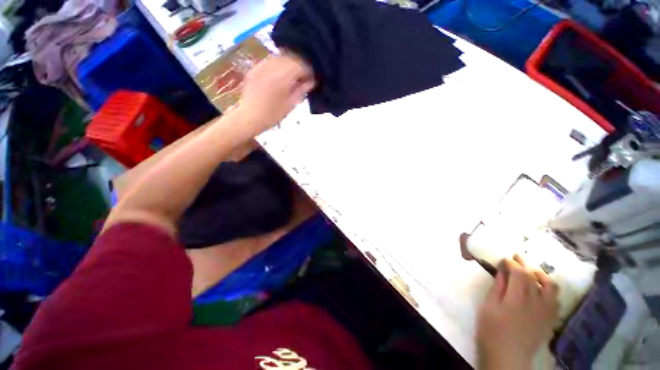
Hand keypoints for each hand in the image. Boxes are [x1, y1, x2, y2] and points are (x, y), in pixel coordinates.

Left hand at [236, 53, 314, 134]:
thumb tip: (311, 82)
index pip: (300, 66)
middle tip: (303, 77)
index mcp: (282, 78)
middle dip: (300, 65)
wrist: (249, 117)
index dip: (308, 71)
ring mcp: (261, 66)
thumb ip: (301, 90)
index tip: (312, 79)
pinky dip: (278, 64)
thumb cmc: (272, 115)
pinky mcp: (254, 68)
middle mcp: (271, 67)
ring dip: (289, 64)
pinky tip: (280, 74)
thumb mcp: (290, 105)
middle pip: (291, 58)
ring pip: (280, 57)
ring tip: (292, 75)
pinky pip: (269, 60)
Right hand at [476, 255, 558, 369]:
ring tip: (532, 271)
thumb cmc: (491, 330)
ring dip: (541, 275)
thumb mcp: (488, 306)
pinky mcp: (550, 319)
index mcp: (516, 299)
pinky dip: (550, 289)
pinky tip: (542, 288)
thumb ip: (497, 287)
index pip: (519, 273)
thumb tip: (502, 270)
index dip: (512, 263)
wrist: (508, 356)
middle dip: (524, 264)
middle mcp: (535, 302)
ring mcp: (546, 311)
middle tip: (516, 257)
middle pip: (534, 277)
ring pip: (551, 286)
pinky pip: (556, 299)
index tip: (504, 259)